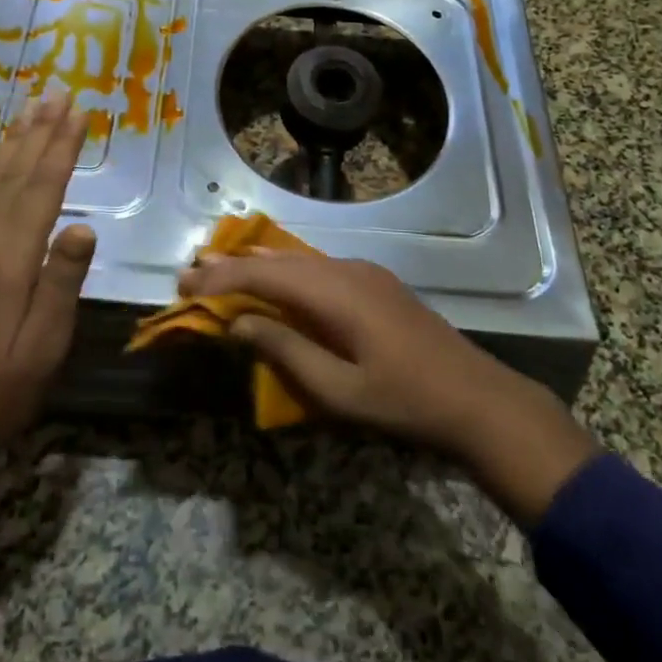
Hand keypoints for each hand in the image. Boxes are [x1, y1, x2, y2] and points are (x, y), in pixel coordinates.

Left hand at [0, 96, 95, 461]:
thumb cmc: (0, 390)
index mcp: (5, 263)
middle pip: (13, 175)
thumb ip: (62, 281)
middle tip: (57, 92)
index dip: (61, 148)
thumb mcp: (44, 345)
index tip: (78, 112)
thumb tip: (84, 225)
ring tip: (31, 109)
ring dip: (12, 142)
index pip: (41, 191)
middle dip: (39, 131)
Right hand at [178, 252, 596, 523]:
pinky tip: (273, 279)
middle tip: (192, 274)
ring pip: (299, 260)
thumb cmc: (403, 402)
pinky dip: (286, 273)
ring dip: (259, 266)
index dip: (222, 277)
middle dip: (233, 266)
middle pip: (278, 260)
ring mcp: (364, 273)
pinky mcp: (375, 283)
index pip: (265, 274)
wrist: (476, 397)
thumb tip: (238, 323)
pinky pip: (318, 269)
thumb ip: (285, 351)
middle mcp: (347, 270)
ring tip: (220, 269)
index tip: (185, 282)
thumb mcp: (338, 390)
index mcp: (336, 292)